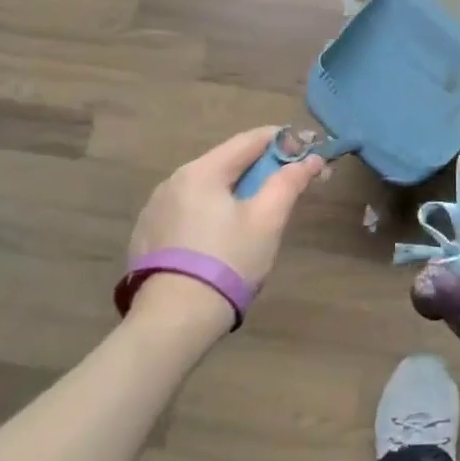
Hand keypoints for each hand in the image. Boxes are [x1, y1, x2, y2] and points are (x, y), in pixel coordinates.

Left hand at [128, 126, 325, 287]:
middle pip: (226, 162)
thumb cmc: (228, 261)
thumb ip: (289, 183)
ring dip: (234, 190)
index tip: (306, 149)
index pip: (249, 140)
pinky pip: (187, 210)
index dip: (282, 140)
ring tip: (257, 214)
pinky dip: (210, 211)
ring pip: (206, 188)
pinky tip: (222, 237)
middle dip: (260, 168)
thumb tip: (311, 159)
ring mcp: (155, 209)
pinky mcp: (147, 235)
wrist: (173, 320)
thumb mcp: (267, 220)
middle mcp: (172, 181)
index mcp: (202, 171)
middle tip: (288, 185)